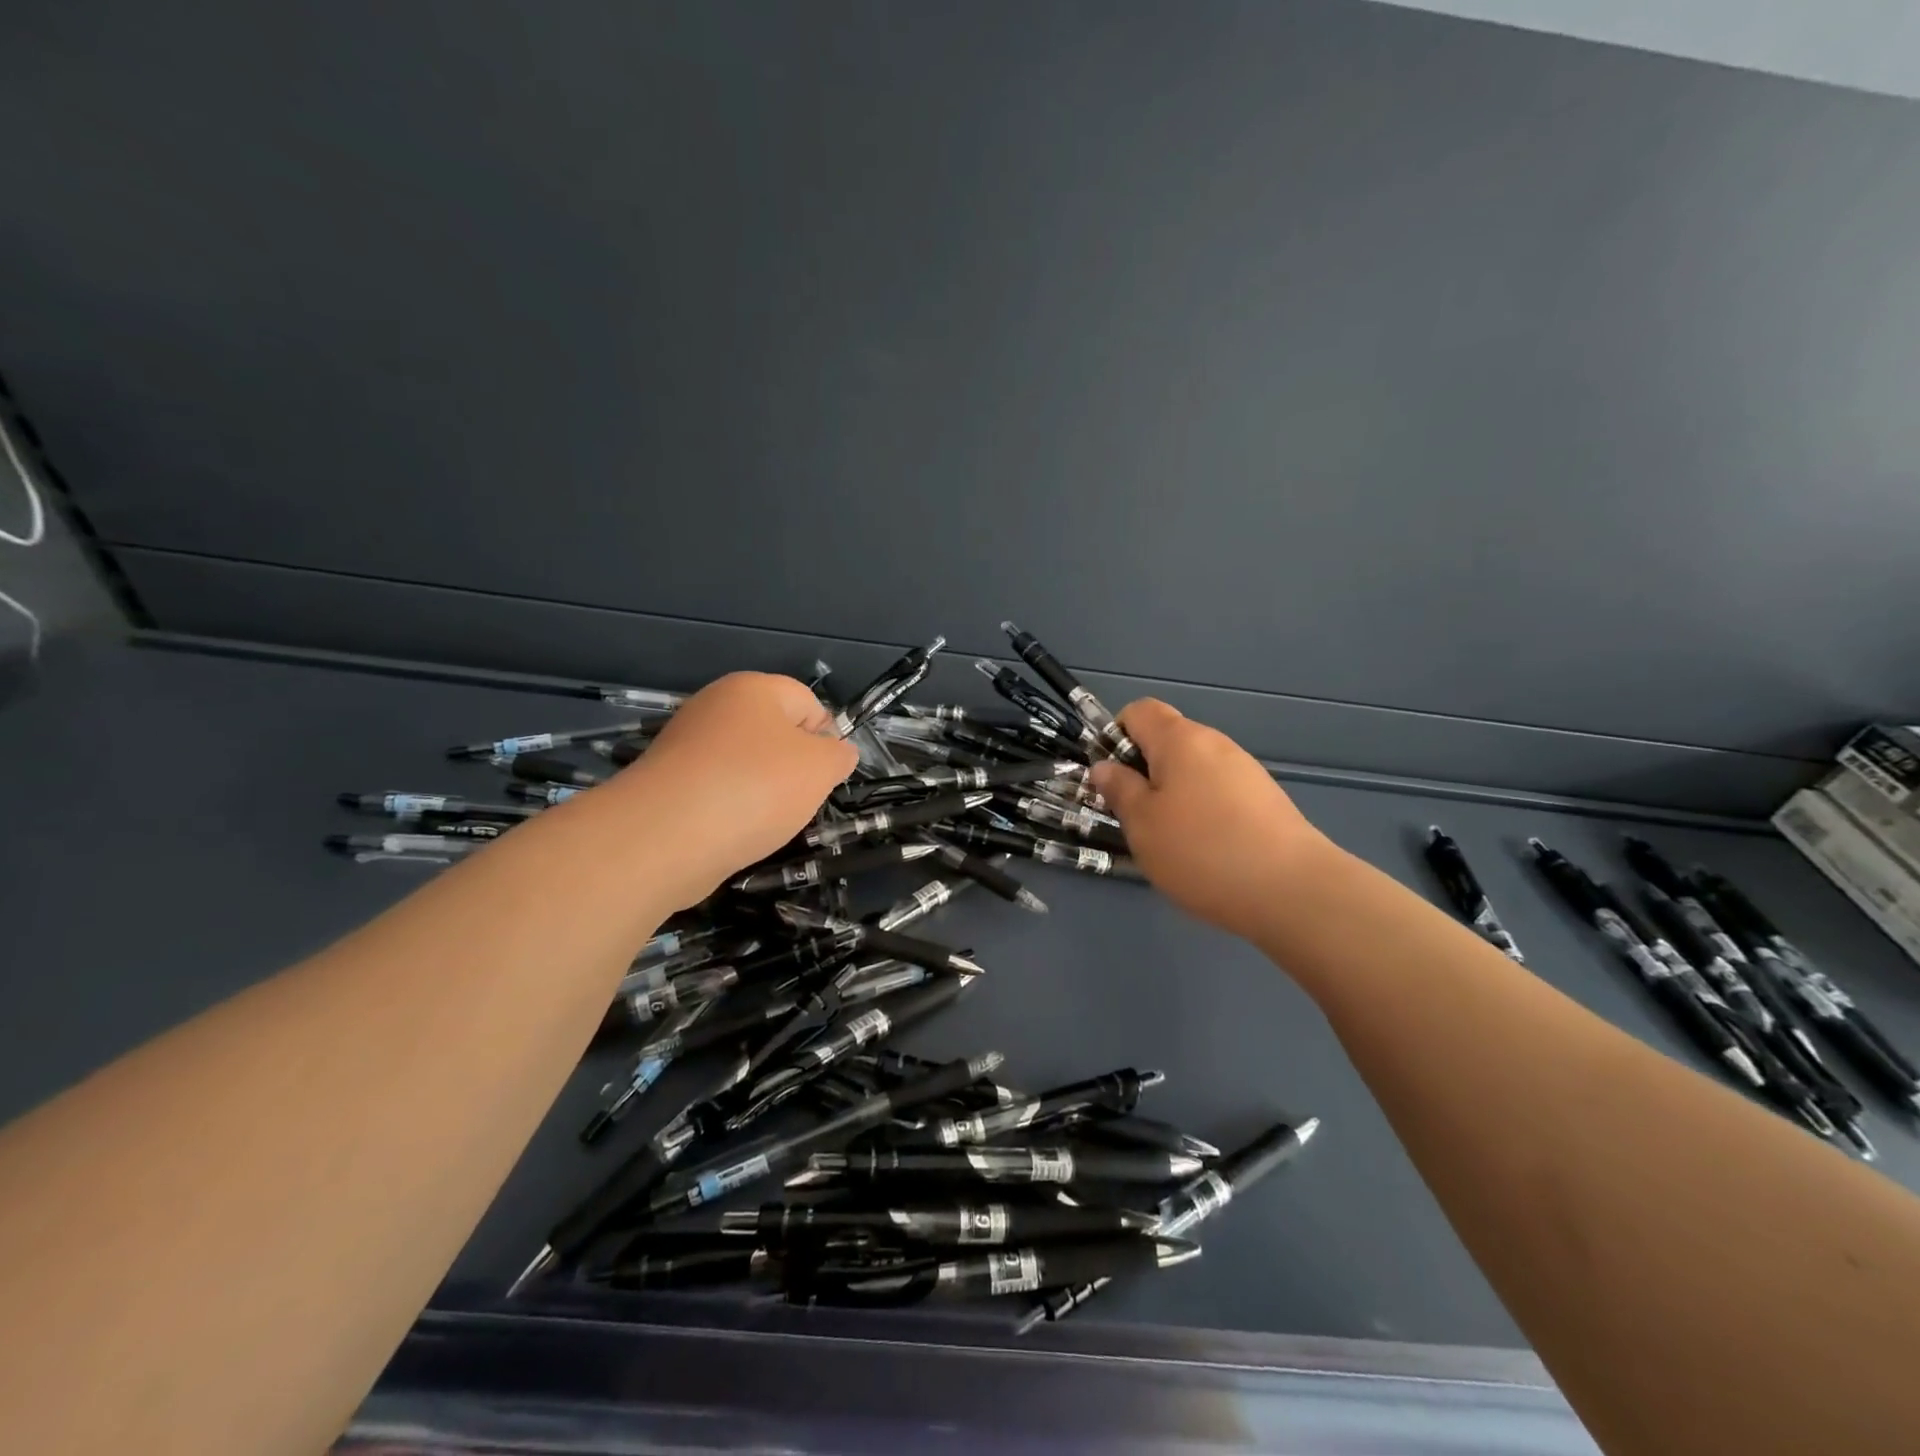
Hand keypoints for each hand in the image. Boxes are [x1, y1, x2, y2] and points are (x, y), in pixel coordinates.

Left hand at [619, 672, 858, 904]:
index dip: (827, 738)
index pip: (809, 702)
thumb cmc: (755, 788)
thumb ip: (839, 755)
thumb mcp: (821, 768)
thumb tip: (837, 752)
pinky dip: (730, 810)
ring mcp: (686, 744)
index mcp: (754, 689)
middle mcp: (715, 706)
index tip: (827, 776)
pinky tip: (733, 833)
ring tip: (764, 822)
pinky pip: (716, 791)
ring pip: (746, 767)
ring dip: (763, 794)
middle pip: (775, 735)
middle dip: (794, 769)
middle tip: (799, 800)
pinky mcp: (667, 783)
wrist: (664, 836)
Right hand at [1090, 700, 1333, 941]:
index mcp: (1180, 739)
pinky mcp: (1265, 800)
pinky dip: (1202, 812)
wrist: (1292, 890)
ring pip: (1193, 771)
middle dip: (1143, 772)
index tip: (1111, 779)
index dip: (1116, 737)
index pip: (1138, 711)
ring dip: (1172, 796)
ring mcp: (1245, 771)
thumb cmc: (1201, 850)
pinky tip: (1205, 852)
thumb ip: (1118, 789)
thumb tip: (1104, 767)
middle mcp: (1215, 744)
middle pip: (1167, 741)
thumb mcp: (1142, 823)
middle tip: (1133, 817)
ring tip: (1169, 841)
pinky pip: (1218, 793)